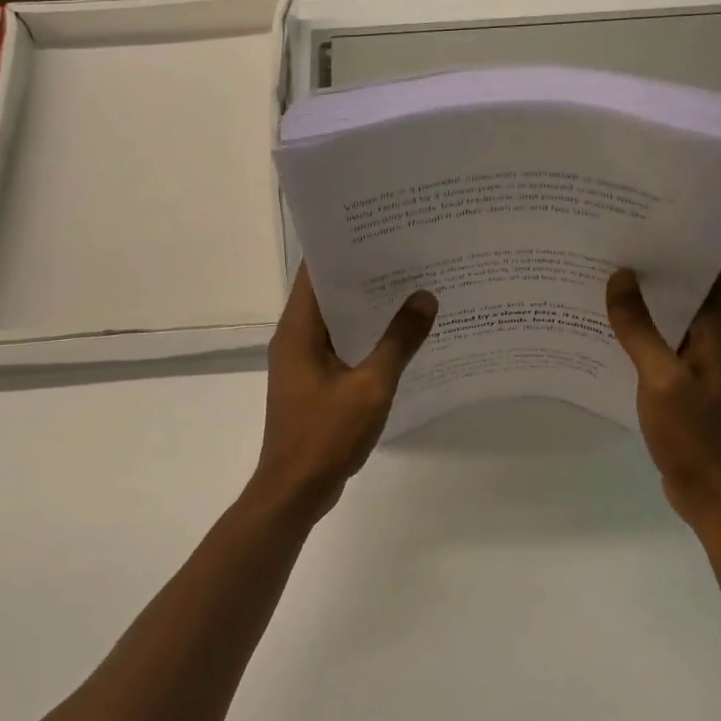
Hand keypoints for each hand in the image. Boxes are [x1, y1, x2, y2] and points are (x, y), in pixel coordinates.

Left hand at [251, 268, 437, 521]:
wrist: (296, 490)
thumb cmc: (326, 435)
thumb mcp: (371, 386)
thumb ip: (399, 342)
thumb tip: (425, 297)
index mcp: (298, 330)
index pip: (314, 271)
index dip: (344, 246)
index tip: (380, 230)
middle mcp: (295, 338)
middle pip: (328, 293)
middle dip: (364, 275)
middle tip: (408, 255)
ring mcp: (303, 362)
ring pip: (337, 322)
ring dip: (367, 309)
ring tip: (411, 288)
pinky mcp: (314, 383)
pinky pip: (341, 348)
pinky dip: (365, 339)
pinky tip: (400, 338)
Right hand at [606, 256, 720, 521]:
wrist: (713, 491)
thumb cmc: (695, 433)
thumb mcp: (661, 378)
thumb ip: (639, 328)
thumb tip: (621, 276)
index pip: (718, 264)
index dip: (693, 235)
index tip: (655, 212)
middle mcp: (715, 335)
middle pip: (693, 284)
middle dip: (661, 260)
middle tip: (617, 236)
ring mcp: (700, 359)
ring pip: (674, 313)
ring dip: (648, 295)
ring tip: (605, 271)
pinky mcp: (684, 380)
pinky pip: (662, 341)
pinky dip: (640, 328)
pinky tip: (606, 324)